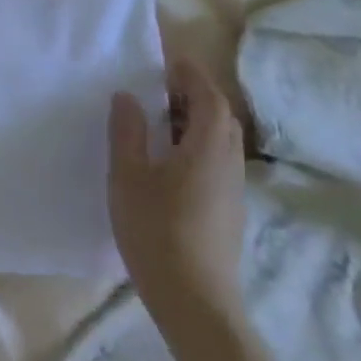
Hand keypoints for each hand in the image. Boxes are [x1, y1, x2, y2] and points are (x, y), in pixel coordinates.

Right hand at [107, 57, 247, 335]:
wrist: (195, 299)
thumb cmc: (156, 229)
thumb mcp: (128, 175)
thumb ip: (128, 131)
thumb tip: (128, 96)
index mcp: (209, 146)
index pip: (208, 95)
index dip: (189, 73)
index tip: (163, 61)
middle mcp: (230, 161)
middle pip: (219, 116)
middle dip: (191, 95)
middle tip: (155, 89)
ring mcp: (233, 188)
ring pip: (219, 140)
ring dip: (193, 122)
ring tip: (155, 121)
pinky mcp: (228, 209)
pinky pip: (215, 161)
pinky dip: (194, 146)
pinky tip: (165, 162)